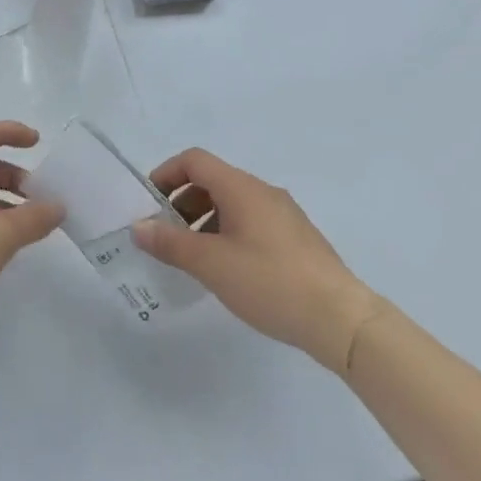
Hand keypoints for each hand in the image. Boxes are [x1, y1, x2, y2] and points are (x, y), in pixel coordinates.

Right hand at [132, 147, 380, 374]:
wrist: (342, 320)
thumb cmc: (270, 282)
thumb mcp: (211, 264)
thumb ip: (170, 243)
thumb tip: (139, 227)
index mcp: (241, 187)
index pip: (194, 160)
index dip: (166, 174)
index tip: (149, 203)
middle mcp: (263, 191)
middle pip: (212, 181)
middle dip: (183, 202)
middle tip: (166, 235)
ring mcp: (284, 215)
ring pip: (233, 204)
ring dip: (205, 221)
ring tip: (193, 258)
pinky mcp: (297, 239)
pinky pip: (251, 222)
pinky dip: (228, 233)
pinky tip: (228, 270)